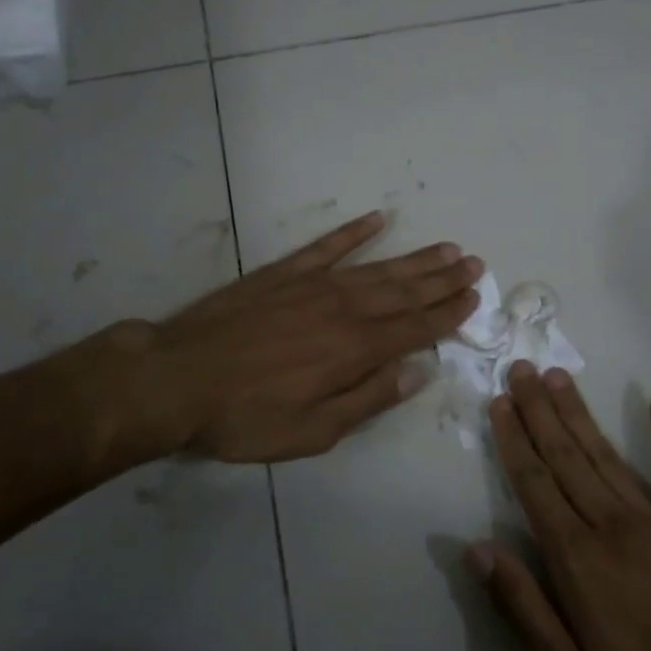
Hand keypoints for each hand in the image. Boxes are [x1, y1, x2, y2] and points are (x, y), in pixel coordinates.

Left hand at [74, 211, 481, 464]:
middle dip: (443, 279)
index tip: (474, 297)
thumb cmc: (246, 416)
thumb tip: (420, 371)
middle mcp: (344, 309)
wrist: (177, 378)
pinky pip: (327, 245)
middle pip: (405, 292)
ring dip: (415, 258)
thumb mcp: (313, 431)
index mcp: (355, 349)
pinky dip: (354, 232)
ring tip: (445, 247)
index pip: (415, 327)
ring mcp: (313, 284)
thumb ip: (369, 398)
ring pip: (377, 267)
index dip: (448, 313)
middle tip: (474, 263)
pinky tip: (377, 219)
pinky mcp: (283, 272)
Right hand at [469, 364, 650, 650]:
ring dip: (580, 413)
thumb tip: (476, 547)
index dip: (514, 440)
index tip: (500, 402)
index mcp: (577, 558)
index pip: (535, 484)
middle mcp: (612, 525)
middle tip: (521, 368)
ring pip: (607, 455)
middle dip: (539, 410)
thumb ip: (520, 605)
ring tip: (559, 376)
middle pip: (566, 456)